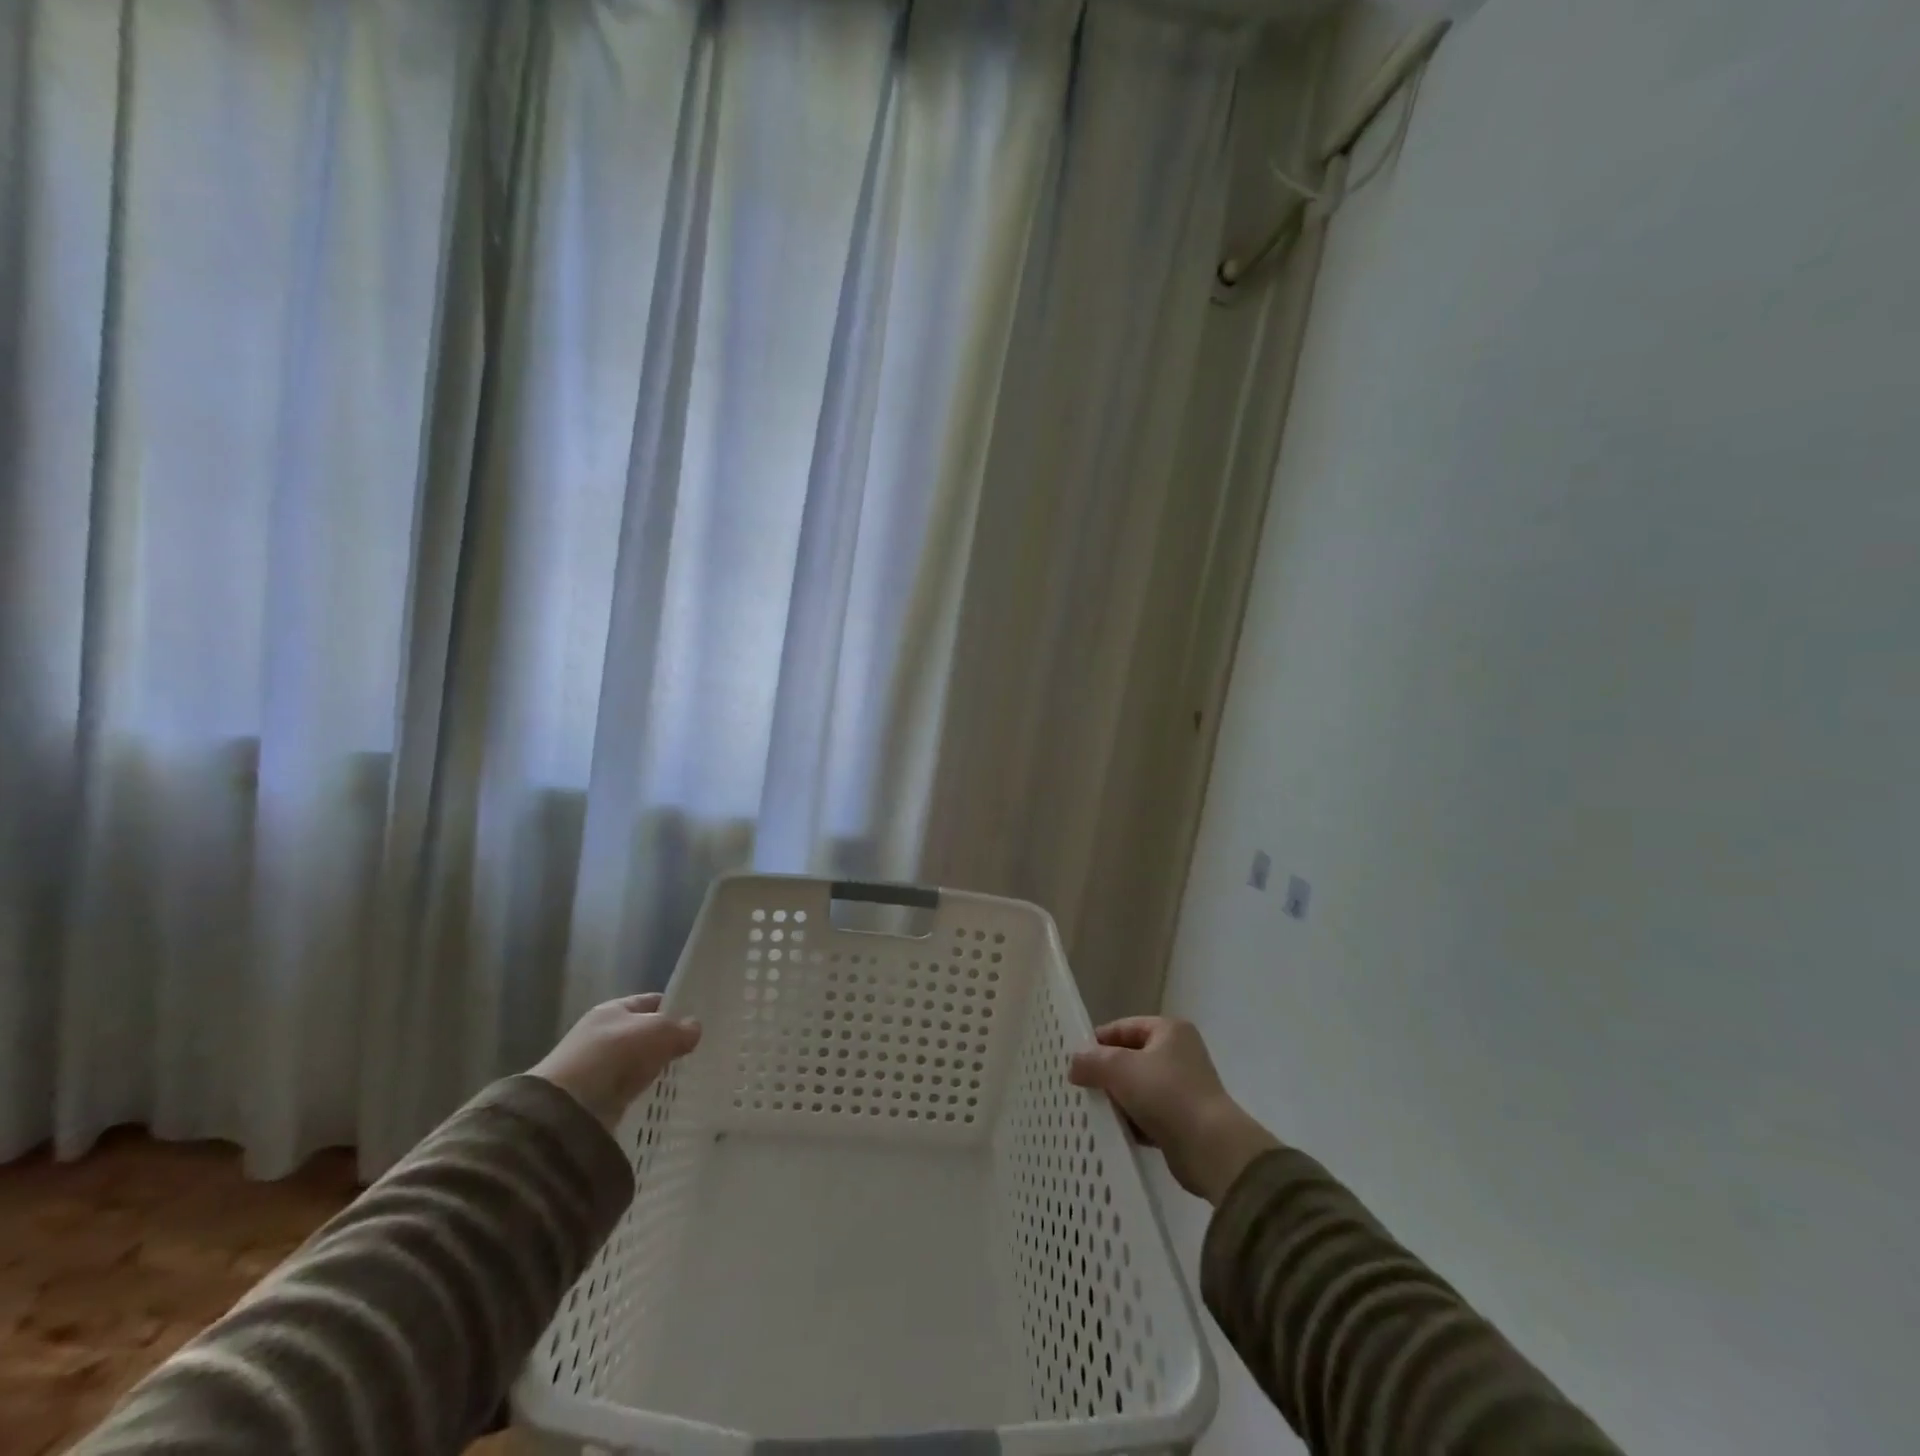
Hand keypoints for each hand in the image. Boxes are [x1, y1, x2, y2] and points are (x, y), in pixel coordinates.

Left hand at [531, 993, 701, 1128]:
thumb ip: (680, 1028)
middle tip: (694, 1050)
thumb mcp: (657, 1031)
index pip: (650, 1001)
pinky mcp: (596, 1097)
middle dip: (666, 1041)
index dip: (674, 1007)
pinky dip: (642, 1090)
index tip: (698, 1020)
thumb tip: (694, 1029)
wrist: (568, 1108)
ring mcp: (597, 1067)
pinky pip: (628, 1088)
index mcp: (613, 1010)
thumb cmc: (614, 1055)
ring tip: (682, 1073)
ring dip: (654, 1067)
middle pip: (643, 1032)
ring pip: (636, 1061)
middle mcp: (602, 1034)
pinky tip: (660, 1095)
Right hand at [1069, 1017, 1278, 1204]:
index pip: (1124, 1027)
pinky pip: (1148, 1114)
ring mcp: (1183, 1088)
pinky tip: (1114, 1131)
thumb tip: (1074, 1064)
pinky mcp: (1183, 1120)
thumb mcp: (1121, 1069)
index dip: (1099, 1041)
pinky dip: (1132, 1121)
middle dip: (1106, 1073)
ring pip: (1138, 1088)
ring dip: (1118, 1100)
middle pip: (1130, 1058)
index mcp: (1169, 1031)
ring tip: (1093, 1111)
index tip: (1075, 1061)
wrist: (1211, 1149)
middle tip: (1080, 1087)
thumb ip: (1092, 1061)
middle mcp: (1179, 1054)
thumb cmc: (1166, 1094)